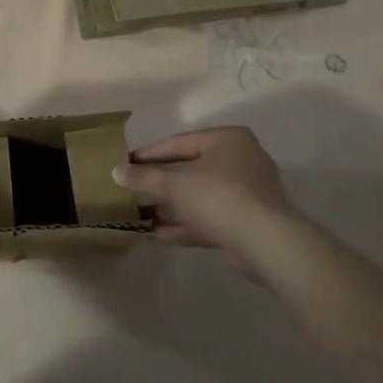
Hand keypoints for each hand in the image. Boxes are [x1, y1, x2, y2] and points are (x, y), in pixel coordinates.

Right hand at [113, 127, 302, 265]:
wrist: (265, 241)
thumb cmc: (218, 195)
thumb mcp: (174, 182)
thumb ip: (144, 176)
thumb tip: (116, 171)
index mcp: (227, 140)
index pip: (179, 142)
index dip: (149, 154)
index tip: (125, 164)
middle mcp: (240, 161)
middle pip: (189, 170)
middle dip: (159, 184)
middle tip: (130, 191)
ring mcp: (246, 195)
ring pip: (199, 197)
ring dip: (170, 207)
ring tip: (139, 215)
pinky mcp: (246, 224)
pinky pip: (209, 219)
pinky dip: (185, 225)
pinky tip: (156, 235)